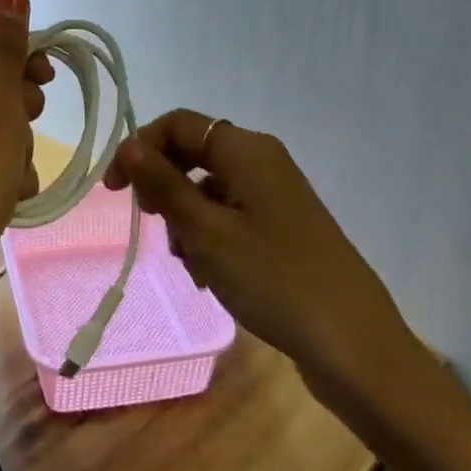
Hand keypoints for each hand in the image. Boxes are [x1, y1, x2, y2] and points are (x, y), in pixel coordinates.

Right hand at [104, 110, 426, 420]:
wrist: (354, 346)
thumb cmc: (273, 278)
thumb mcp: (206, 231)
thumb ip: (164, 184)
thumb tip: (130, 145)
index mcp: (246, 150)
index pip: (178, 124)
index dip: (140, 148)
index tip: (115, 190)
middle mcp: (263, 162)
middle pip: (194, 155)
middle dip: (166, 190)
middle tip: (156, 228)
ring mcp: (277, 197)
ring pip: (210, 192)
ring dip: (188, 222)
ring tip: (192, 266)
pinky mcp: (284, 229)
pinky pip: (232, 219)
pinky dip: (212, 240)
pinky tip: (212, 278)